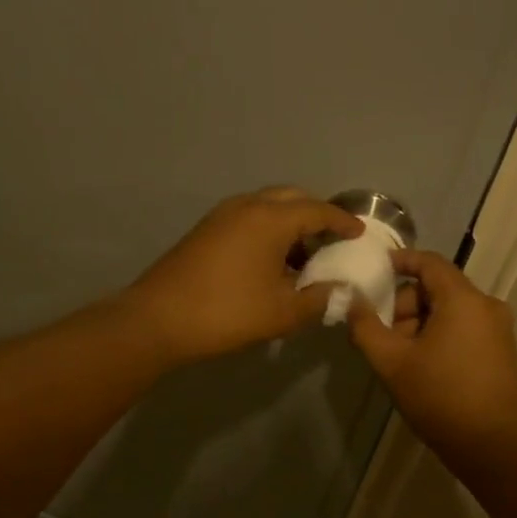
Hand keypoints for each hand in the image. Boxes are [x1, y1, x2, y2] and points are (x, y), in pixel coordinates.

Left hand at [125, 187, 363, 363]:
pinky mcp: (206, 230)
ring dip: (289, 222)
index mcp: (271, 219)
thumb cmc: (227, 312)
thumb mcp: (282, 312)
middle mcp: (247, 206)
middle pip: (291, 198)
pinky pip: (248, 218)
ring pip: (267, 206)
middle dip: (315, 214)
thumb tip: (341, 291)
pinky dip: (267, 229)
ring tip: (304, 255)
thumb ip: (319, 298)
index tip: (358, 233)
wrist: (158, 319)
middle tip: (331, 239)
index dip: (342, 221)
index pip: (318, 210)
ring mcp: (222, 215)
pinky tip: (271, 261)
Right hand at [347, 250, 516, 467]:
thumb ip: (365, 326)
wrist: (492, 447)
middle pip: (438, 287)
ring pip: (450, 308)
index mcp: (463, 299)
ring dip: (421, 322)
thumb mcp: (391, 362)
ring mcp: (499, 328)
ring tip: (401, 356)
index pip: (429, 262)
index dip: (400, 261)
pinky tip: (424, 364)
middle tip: (383, 333)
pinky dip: (440, 333)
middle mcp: (487, 305)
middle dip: (405, 304)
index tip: (374, 271)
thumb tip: (351, 300)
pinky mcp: (502, 349)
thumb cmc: (439, 397)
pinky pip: (465, 325)